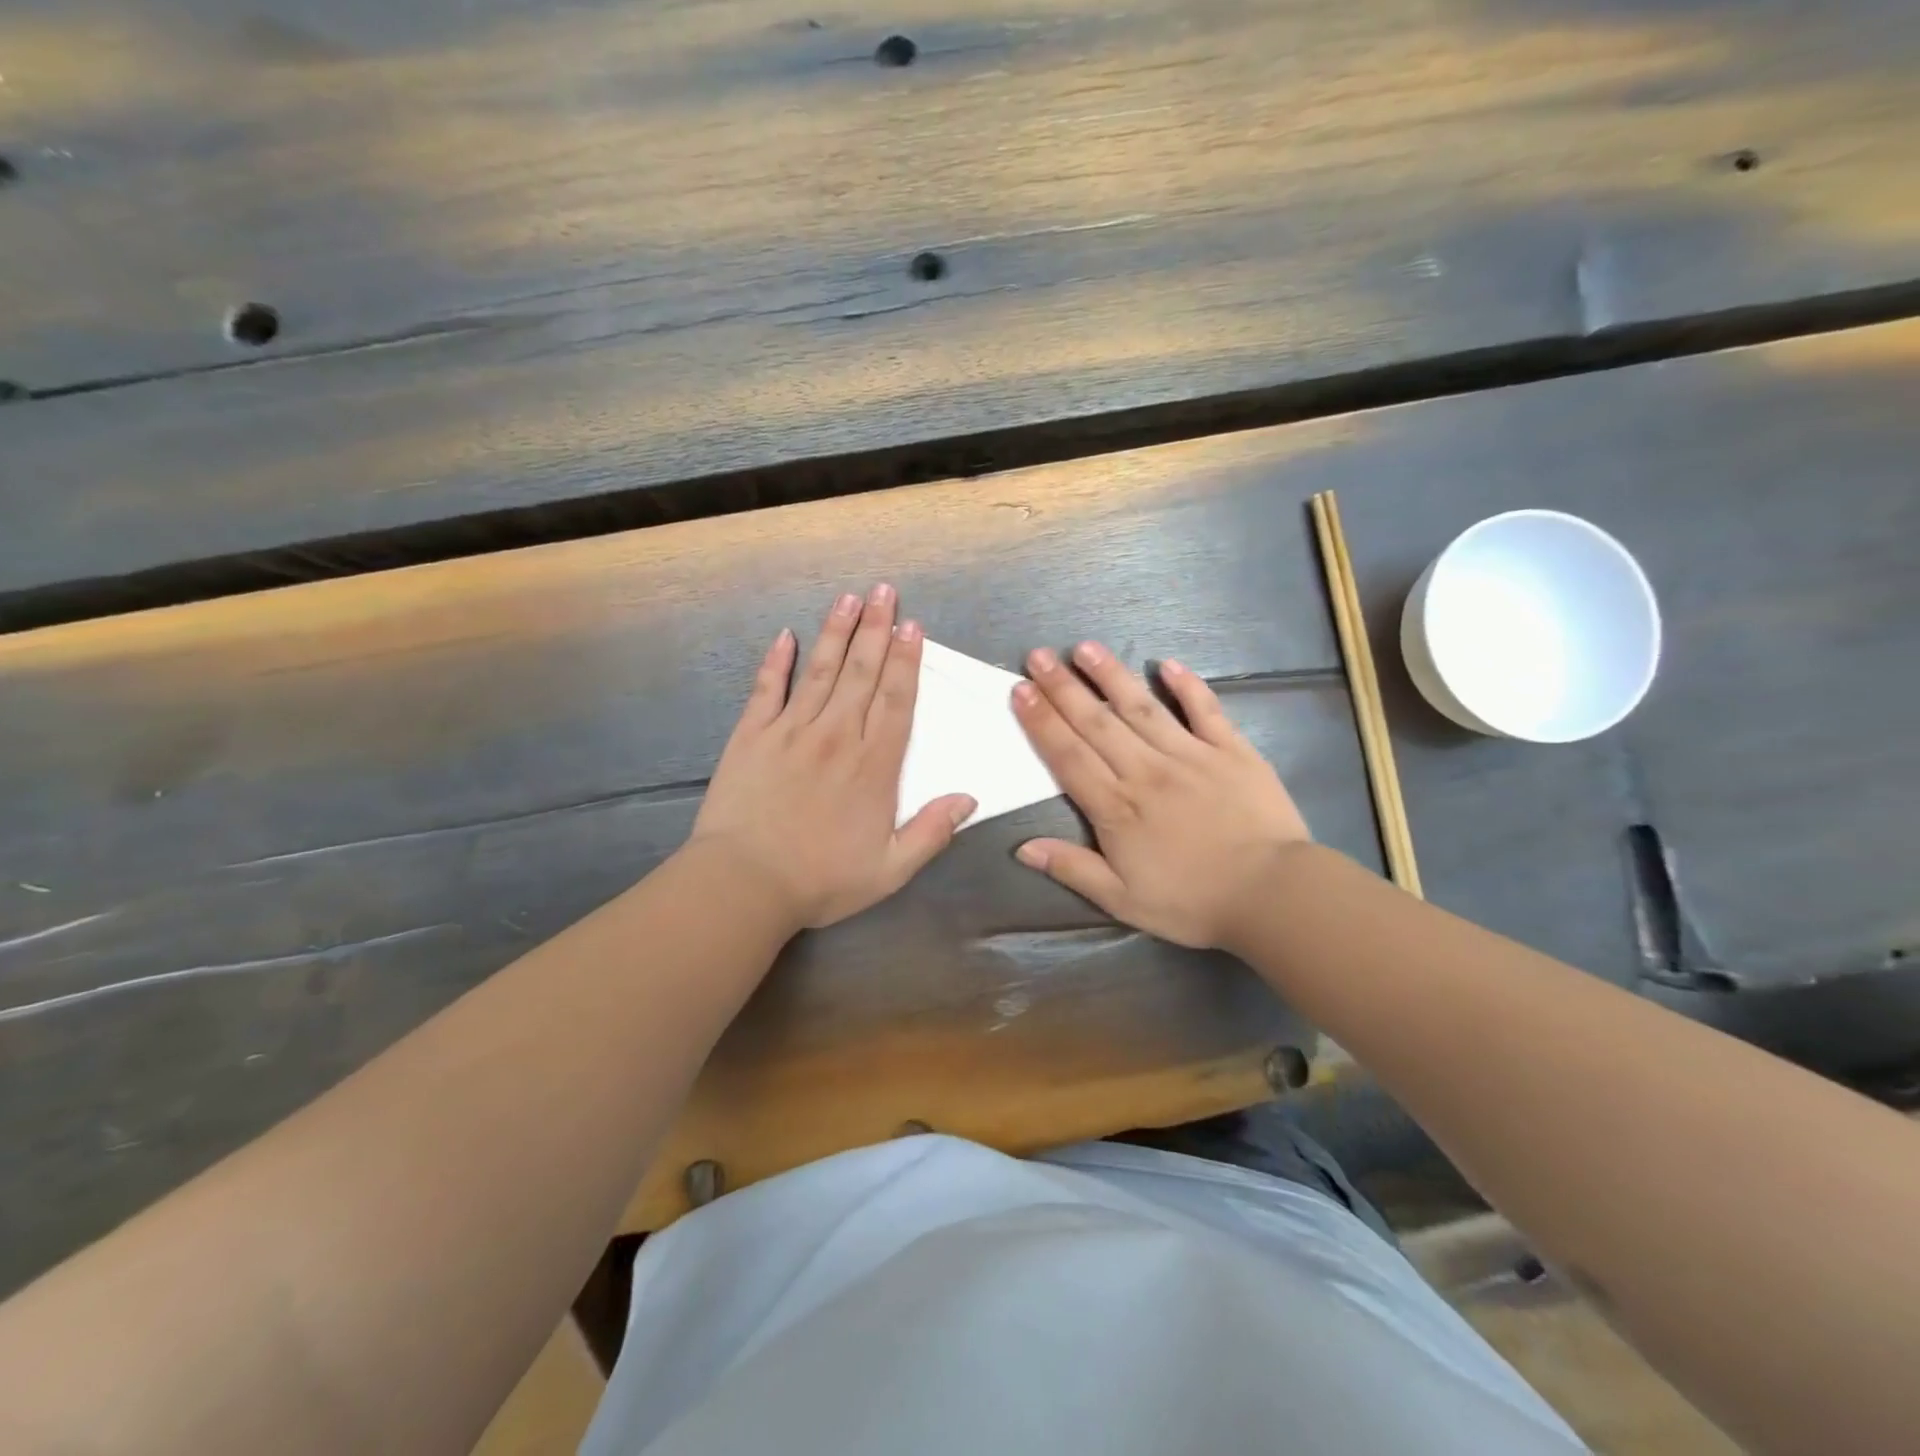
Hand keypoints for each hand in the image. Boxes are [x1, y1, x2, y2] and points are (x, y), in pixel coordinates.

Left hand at [689, 585, 975, 931]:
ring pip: (821, 671)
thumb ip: (932, 831)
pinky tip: (785, 636)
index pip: (896, 701)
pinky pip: (767, 689)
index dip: (906, 661)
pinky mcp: (752, 735)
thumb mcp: (891, 870)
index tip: (913, 626)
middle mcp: (837, 736)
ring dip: (837, 632)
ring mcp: (791, 731)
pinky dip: (776, 661)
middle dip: (876, 629)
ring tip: (849, 599)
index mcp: (873, 765)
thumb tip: (968, 797)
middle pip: (862, 673)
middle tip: (885, 591)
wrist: (745, 884)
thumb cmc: (822, 880)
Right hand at [1011, 642, 1311, 949]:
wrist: (1272, 894)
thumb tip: (1022, 847)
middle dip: (1063, 688)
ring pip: (1142, 707)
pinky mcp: (1231, 750)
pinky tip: (1167, 664)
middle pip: (1096, 723)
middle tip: (1037, 656)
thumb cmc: (1192, 902)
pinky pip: (1205, 710)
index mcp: (1117, 807)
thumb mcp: (1123, 900)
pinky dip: (1187, 685)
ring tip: (1085, 648)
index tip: (1020, 691)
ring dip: (1111, 676)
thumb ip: (1073, 869)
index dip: (1041, 722)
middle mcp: (1146, 771)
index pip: (1068, 756)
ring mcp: (1190, 755)